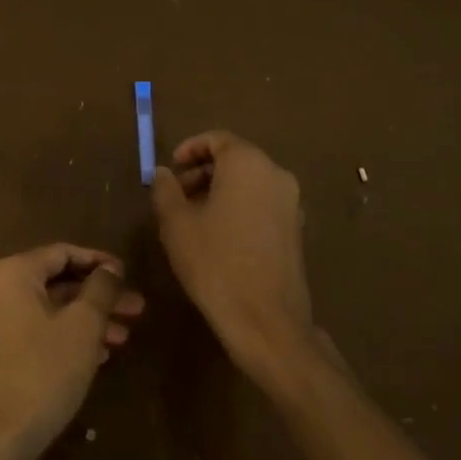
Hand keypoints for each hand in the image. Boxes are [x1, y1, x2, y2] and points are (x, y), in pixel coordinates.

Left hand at [0, 244, 144, 459]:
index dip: (100, 262)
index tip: (128, 275)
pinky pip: (34, 331)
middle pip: (57, 283)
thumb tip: (109, 269)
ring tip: (124, 337)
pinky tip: (97, 355)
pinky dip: (64, 336)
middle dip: (99, 296)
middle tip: (135, 309)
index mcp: (12, 274)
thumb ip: (100, 289)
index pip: (63, 253)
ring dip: (86, 319)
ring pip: (48, 310)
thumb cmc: (42, 373)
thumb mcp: (83, 326)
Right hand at [151, 131, 314, 383]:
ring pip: (250, 182)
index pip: (218, 139)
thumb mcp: (177, 224)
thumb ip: (165, 190)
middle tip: (177, 195)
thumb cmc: (215, 263)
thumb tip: (163, 173)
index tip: (172, 169)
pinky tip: (219, 236)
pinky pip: (263, 203)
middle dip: (203, 172)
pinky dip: (240, 207)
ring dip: (221, 190)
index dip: (191, 149)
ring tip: (194, 218)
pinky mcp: (296, 229)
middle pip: (236, 159)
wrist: (266, 320)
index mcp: (248, 163)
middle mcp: (275, 173)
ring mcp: (291, 202)